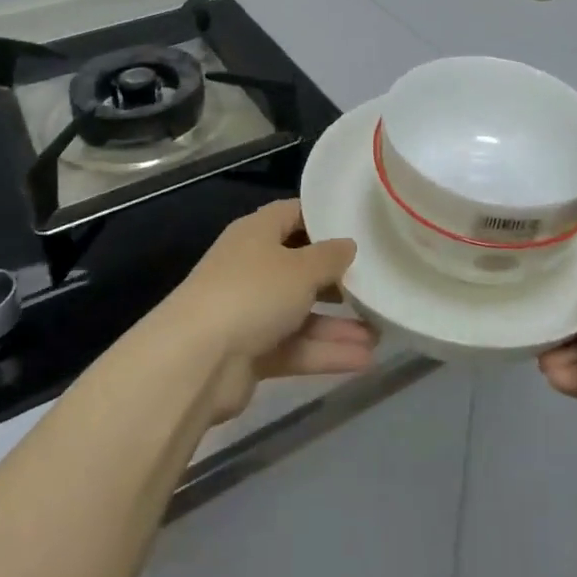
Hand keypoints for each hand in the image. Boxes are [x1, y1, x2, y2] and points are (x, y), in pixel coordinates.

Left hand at [160, 200, 375, 423]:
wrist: (196, 361)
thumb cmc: (252, 293)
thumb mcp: (301, 268)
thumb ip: (330, 256)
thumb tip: (348, 245)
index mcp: (257, 233)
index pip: (293, 215)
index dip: (324, 219)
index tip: (359, 228)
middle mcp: (252, 267)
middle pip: (300, 267)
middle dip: (337, 280)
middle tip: (375, 284)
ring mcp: (250, 311)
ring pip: (301, 313)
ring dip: (338, 324)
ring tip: (380, 332)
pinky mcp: (251, 353)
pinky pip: (295, 347)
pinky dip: (325, 352)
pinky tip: (364, 359)